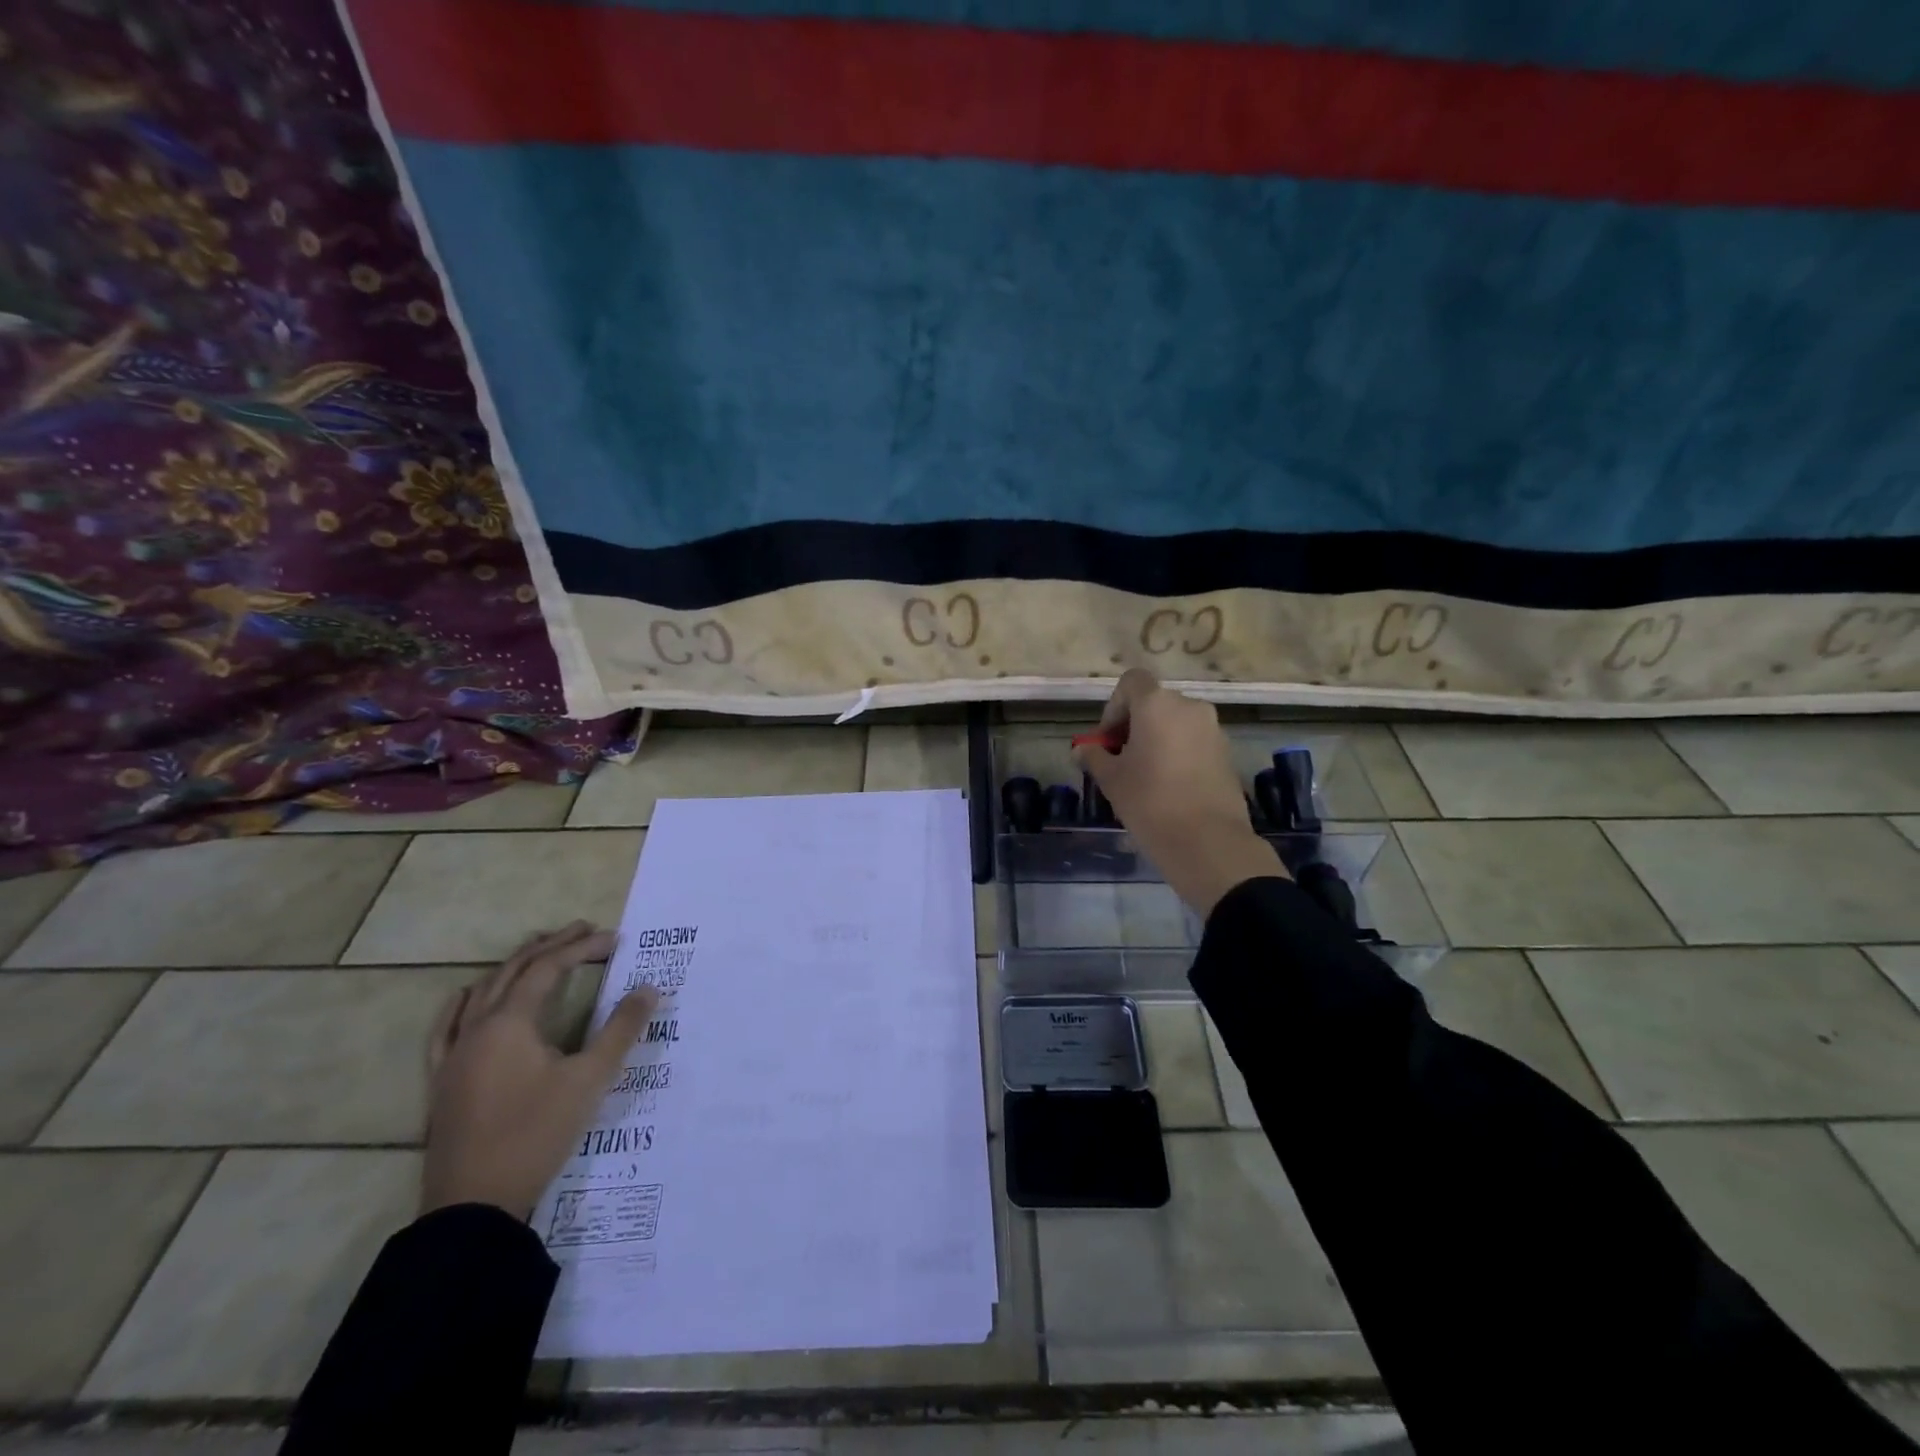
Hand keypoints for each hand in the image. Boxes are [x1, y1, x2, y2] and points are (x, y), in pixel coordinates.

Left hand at [421, 922, 656, 1220]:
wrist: (474, 1204)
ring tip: (540, 952)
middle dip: (550, 946)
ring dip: (513, 967)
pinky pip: (446, 1028)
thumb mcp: (590, 1079)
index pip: (548, 968)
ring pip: (481, 993)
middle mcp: (477, 1028)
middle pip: (513, 971)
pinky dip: (463, 1003)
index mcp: (510, 1023)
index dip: (582, 948)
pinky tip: (467, 996)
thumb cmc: (536, 1133)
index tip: (615, 939)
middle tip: (583, 930)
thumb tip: (649, 989)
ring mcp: (453, 1055)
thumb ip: (620, 1029)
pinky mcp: (441, 1081)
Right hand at [1076, 670, 1286, 915]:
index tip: (1107, 740)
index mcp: (1157, 704)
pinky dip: (1178, 753)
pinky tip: (1169, 787)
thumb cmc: (1150, 802)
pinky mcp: (1227, 753)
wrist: (1208, 842)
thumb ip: (1094, 756)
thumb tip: (1082, 749)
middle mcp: (1189, 706)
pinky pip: (1194, 742)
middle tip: (1120, 760)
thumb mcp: (1111, 780)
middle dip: (1133, 725)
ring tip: (1144, 776)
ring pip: (1175, 723)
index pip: (1131, 682)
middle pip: (1154, 703)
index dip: (1114, 706)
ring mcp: (1213, 729)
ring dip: (1156, 739)